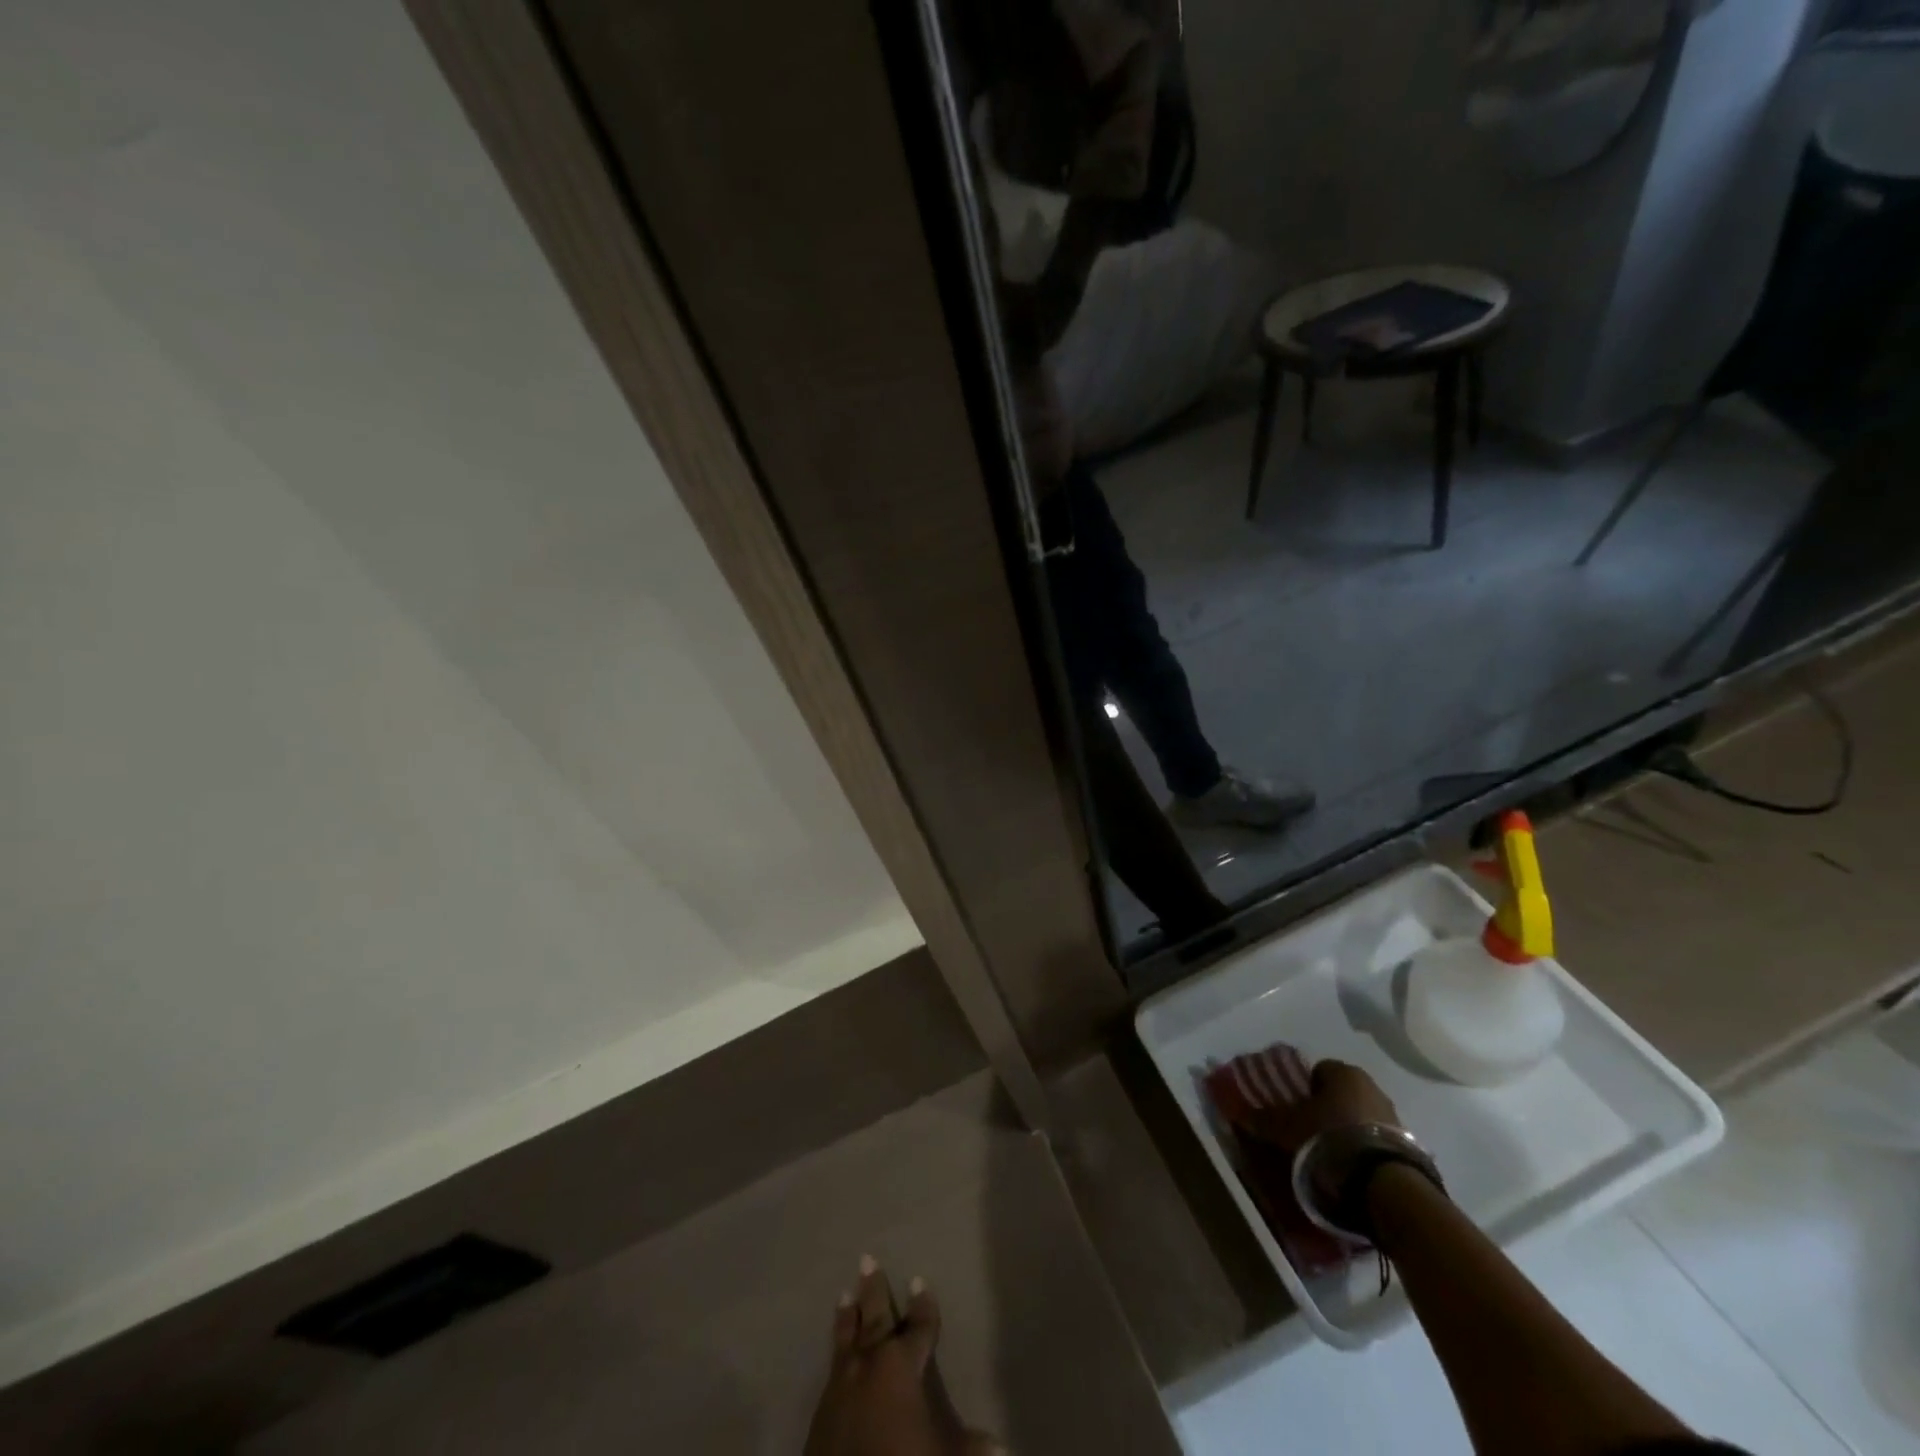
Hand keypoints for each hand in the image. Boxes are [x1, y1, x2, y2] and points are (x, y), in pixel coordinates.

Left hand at [803, 1258, 1001, 1455]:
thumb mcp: (945, 1454)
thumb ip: (970, 1445)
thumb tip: (1000, 1446)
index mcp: (901, 1364)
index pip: (918, 1328)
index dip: (923, 1307)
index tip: (919, 1280)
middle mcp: (870, 1363)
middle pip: (874, 1318)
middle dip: (874, 1289)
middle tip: (867, 1259)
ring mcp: (841, 1383)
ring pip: (846, 1338)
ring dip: (848, 1315)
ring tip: (845, 1293)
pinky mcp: (820, 1409)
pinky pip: (832, 1367)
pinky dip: (836, 1349)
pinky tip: (836, 1351)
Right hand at [1227, 1058, 1400, 1154]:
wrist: (1384, 1185)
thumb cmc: (1328, 1140)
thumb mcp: (1286, 1128)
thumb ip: (1262, 1117)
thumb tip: (1234, 1109)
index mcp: (1344, 1072)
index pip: (1318, 1070)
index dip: (1303, 1089)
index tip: (1293, 1109)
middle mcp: (1372, 1086)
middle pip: (1341, 1093)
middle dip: (1327, 1109)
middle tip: (1308, 1132)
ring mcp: (1395, 1116)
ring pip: (1361, 1116)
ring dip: (1347, 1130)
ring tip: (1330, 1157)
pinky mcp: (1409, 1146)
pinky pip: (1377, 1140)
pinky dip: (1364, 1150)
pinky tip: (1352, 1170)